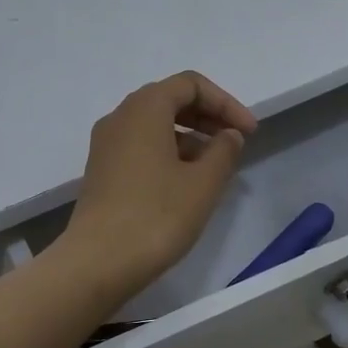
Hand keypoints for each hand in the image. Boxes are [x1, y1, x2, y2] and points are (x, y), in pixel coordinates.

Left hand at [62, 71, 257, 299]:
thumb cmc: (156, 216)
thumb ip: (223, 151)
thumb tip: (228, 135)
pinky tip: (186, 183)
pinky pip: (140, 147)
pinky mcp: (102, 171)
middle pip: (169, 100)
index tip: (249, 133)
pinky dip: (168, 153)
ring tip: (216, 168)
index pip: (190, 85)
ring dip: (189, 137)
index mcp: (144, 108)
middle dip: (207, 117)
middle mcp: (120, 117)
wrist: (98, 262)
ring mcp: (106, 145)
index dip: (225, 103)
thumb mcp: (203, 183)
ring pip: (154, 125)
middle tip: (236, 143)